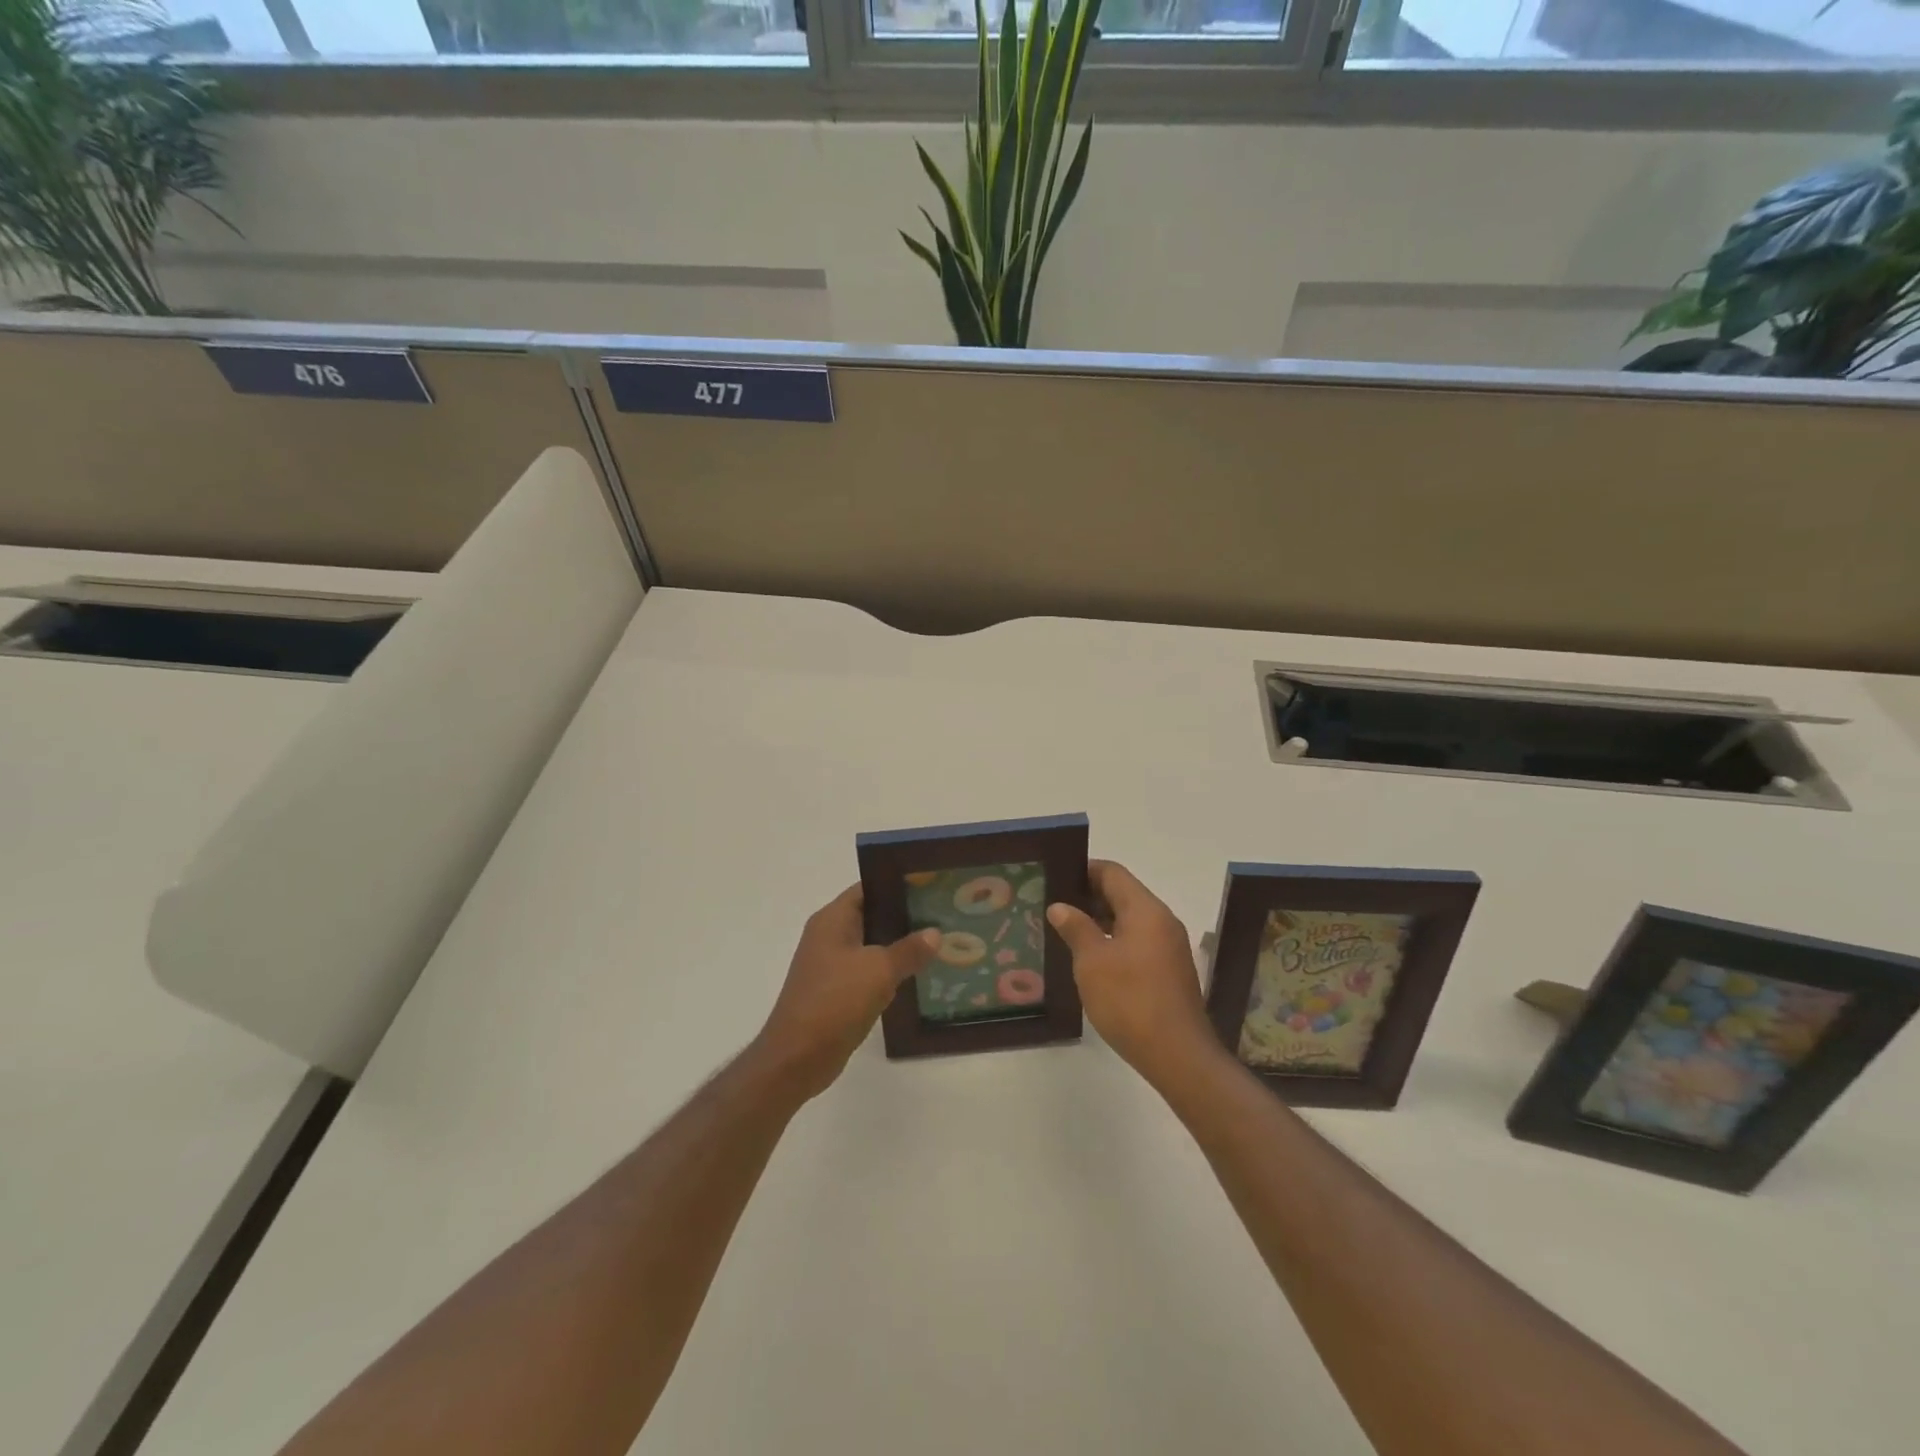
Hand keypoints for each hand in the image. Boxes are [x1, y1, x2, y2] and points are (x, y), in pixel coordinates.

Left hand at [756, 884, 939, 1100]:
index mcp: (833, 919)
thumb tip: (935, 933)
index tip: (931, 886)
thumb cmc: (835, 1001)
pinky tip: (918, 976)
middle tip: (943, 915)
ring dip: (900, 946)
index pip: (868, 888)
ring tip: (939, 943)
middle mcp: (829, 936)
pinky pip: (868, 972)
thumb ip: (909, 949)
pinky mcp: (836, 991)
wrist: (797, 1057)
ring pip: (872, 945)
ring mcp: (831, 965)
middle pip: (872, 915)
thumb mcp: (879, 970)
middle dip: (905, 916)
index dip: (898, 884)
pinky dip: (889, 971)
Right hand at [1047, 861, 1222, 1086]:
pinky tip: (1091, 958)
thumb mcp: (1093, 962)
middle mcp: (1162, 921)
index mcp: (1145, 910)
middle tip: (1054, 904)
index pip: (1112, 873)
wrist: (1177, 1055)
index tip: (1056, 877)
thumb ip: (1076, 928)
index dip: (1083, 870)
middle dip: (1088, 896)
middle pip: (1123, 894)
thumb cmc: (1130, 1000)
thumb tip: (1060, 906)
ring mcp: (1169, 946)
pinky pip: (1138, 941)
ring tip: (1066, 930)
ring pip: (1130, 919)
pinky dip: (1114, 940)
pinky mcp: (1169, 970)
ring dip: (1100, 920)